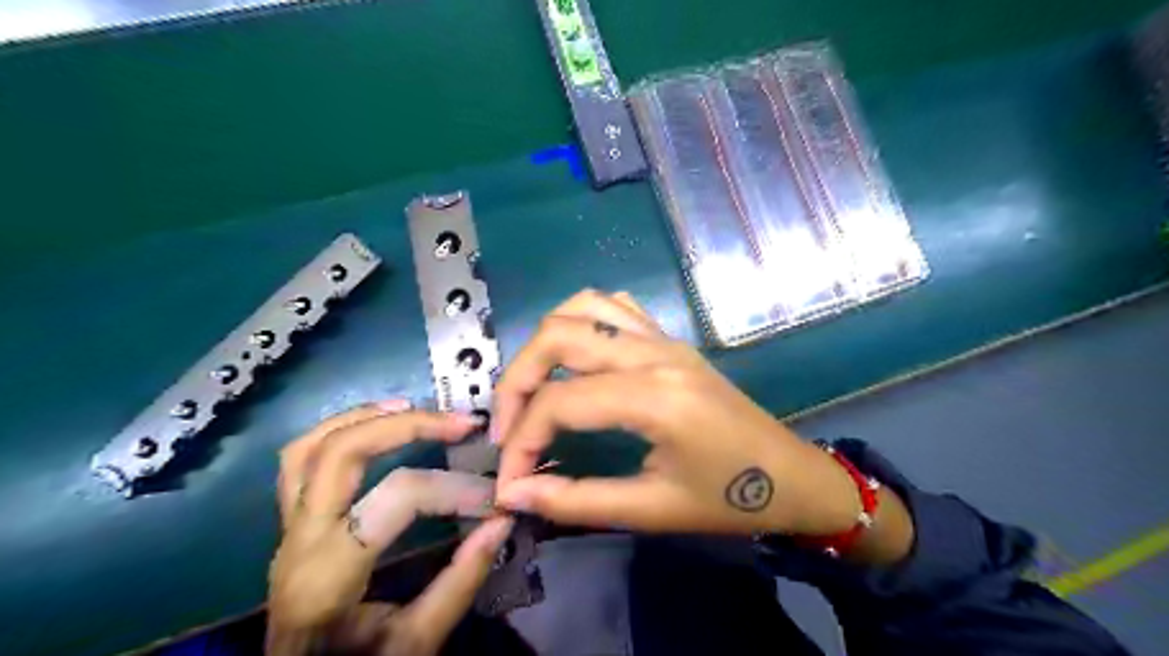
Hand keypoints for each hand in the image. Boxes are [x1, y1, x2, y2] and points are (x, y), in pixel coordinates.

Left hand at [273, 400, 515, 655]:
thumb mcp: (416, 643)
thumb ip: (461, 581)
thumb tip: (501, 521)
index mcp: (326, 576)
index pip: (397, 497)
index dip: (454, 489)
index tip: (494, 499)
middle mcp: (298, 542)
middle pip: (341, 453)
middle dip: (407, 427)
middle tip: (459, 423)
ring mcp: (286, 531)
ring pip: (308, 449)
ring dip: (363, 418)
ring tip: (413, 409)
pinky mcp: (291, 527)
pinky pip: (299, 463)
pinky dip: (337, 432)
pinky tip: (375, 426)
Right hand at [489, 291, 860, 536]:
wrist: (792, 476)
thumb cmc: (729, 499)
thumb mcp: (652, 510)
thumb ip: (576, 500)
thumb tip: (511, 494)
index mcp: (655, 397)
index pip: (559, 403)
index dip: (520, 442)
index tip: (508, 481)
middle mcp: (654, 353)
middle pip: (558, 336)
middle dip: (516, 380)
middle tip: (507, 428)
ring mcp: (664, 338)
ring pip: (582, 307)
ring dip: (544, 342)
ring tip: (534, 389)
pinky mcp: (670, 339)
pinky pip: (614, 307)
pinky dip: (580, 323)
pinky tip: (575, 360)